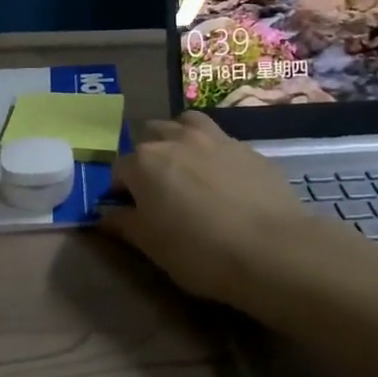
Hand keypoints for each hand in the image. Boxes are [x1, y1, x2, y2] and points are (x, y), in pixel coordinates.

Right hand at [99, 112, 317, 307]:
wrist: (273, 249)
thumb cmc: (200, 252)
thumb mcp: (152, 246)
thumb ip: (124, 224)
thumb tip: (104, 214)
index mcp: (144, 162)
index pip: (119, 169)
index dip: (121, 190)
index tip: (130, 211)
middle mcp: (175, 139)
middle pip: (150, 136)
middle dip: (147, 158)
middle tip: (158, 189)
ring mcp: (214, 138)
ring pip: (184, 124)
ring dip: (178, 139)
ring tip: (187, 167)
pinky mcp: (247, 147)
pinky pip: (219, 139)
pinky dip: (211, 151)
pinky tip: (222, 178)